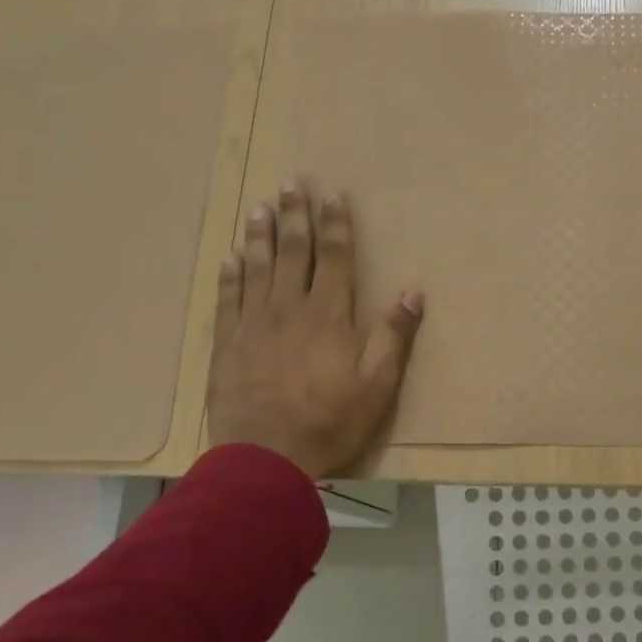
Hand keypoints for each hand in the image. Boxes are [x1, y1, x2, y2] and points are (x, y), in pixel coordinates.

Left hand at [207, 179, 422, 478]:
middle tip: (289, 184)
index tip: (331, 195)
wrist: (266, 457)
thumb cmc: (330, 421)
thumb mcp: (377, 385)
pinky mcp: (228, 345)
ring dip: (259, 235)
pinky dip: (230, 276)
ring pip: (256, 268)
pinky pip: (228, 300)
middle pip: (292, 252)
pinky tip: (230, 258)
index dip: (334, 224)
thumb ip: (394, 336)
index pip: (334, 257)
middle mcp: (289, 308)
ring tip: (259, 208)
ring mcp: (254, 324)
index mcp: (329, 315)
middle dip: (294, 216)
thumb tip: (414, 292)